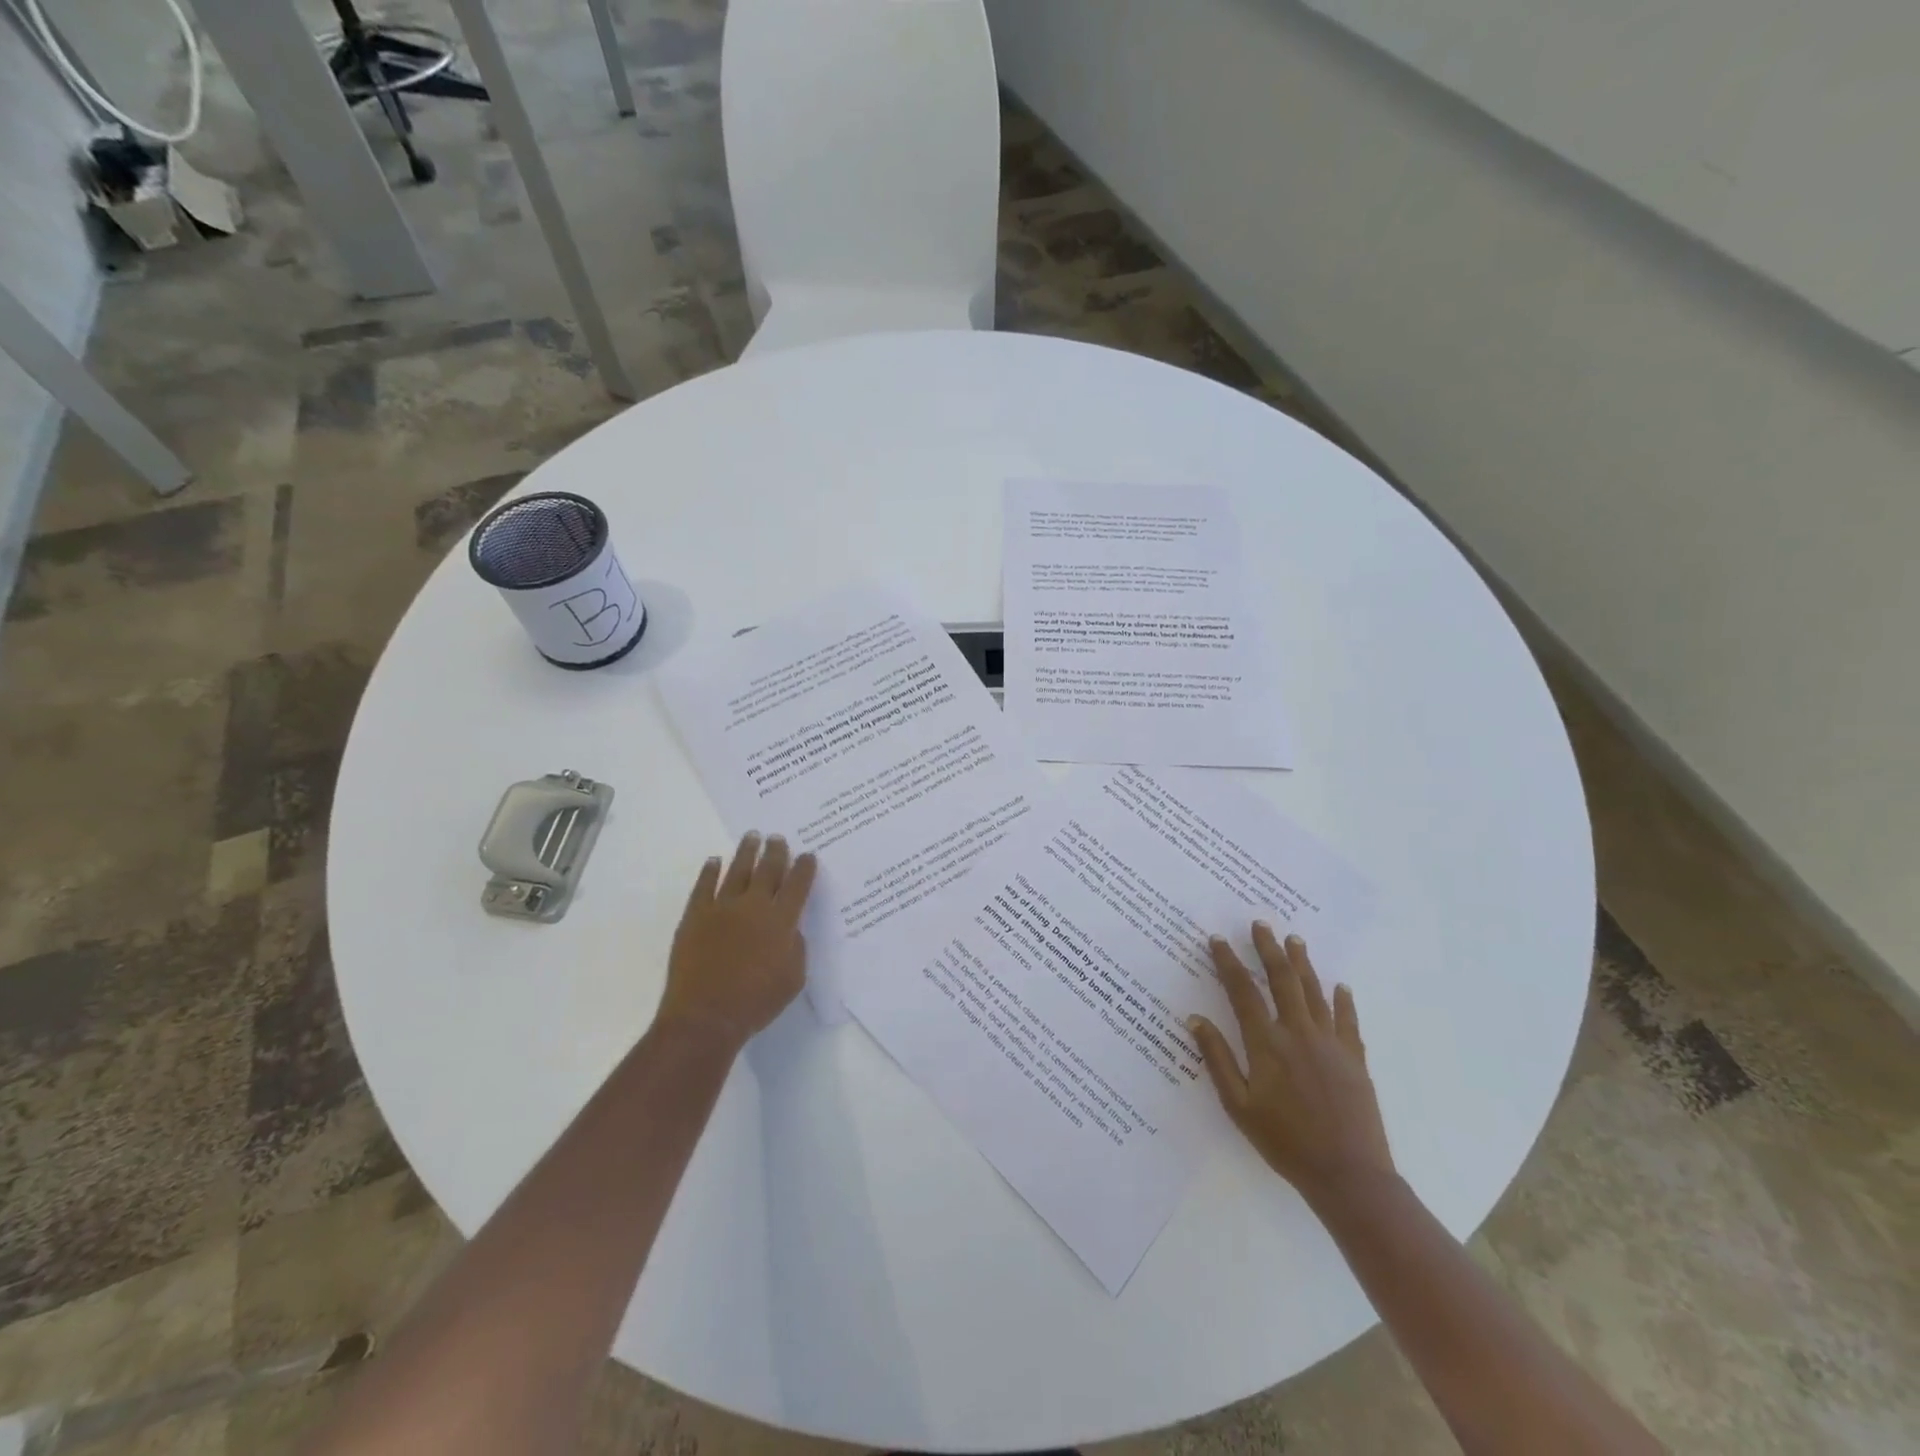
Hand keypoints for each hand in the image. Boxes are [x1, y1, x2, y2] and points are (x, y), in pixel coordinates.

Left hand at [658, 832, 816, 1050]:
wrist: (705, 1016)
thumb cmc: (756, 1002)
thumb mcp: (793, 979)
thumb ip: (796, 948)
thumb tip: (791, 930)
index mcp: (782, 921)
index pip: (798, 886)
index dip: (804, 868)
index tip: (807, 855)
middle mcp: (754, 906)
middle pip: (768, 870)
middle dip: (776, 852)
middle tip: (778, 837)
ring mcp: (722, 908)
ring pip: (738, 871)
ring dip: (747, 852)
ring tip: (752, 836)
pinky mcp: (695, 916)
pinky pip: (704, 886)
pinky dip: (709, 871)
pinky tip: (714, 861)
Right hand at [1188, 925, 1393, 1206]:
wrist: (1348, 1174)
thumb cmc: (1284, 1141)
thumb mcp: (1237, 1105)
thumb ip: (1216, 1059)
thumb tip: (1195, 1019)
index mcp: (1265, 1043)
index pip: (1242, 991)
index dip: (1228, 962)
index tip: (1217, 940)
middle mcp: (1298, 1032)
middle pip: (1281, 979)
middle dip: (1268, 949)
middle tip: (1260, 925)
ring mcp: (1330, 1043)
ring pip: (1314, 991)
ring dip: (1302, 963)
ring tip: (1294, 940)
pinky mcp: (1354, 1058)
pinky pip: (1348, 1020)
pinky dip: (1343, 1000)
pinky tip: (1340, 986)